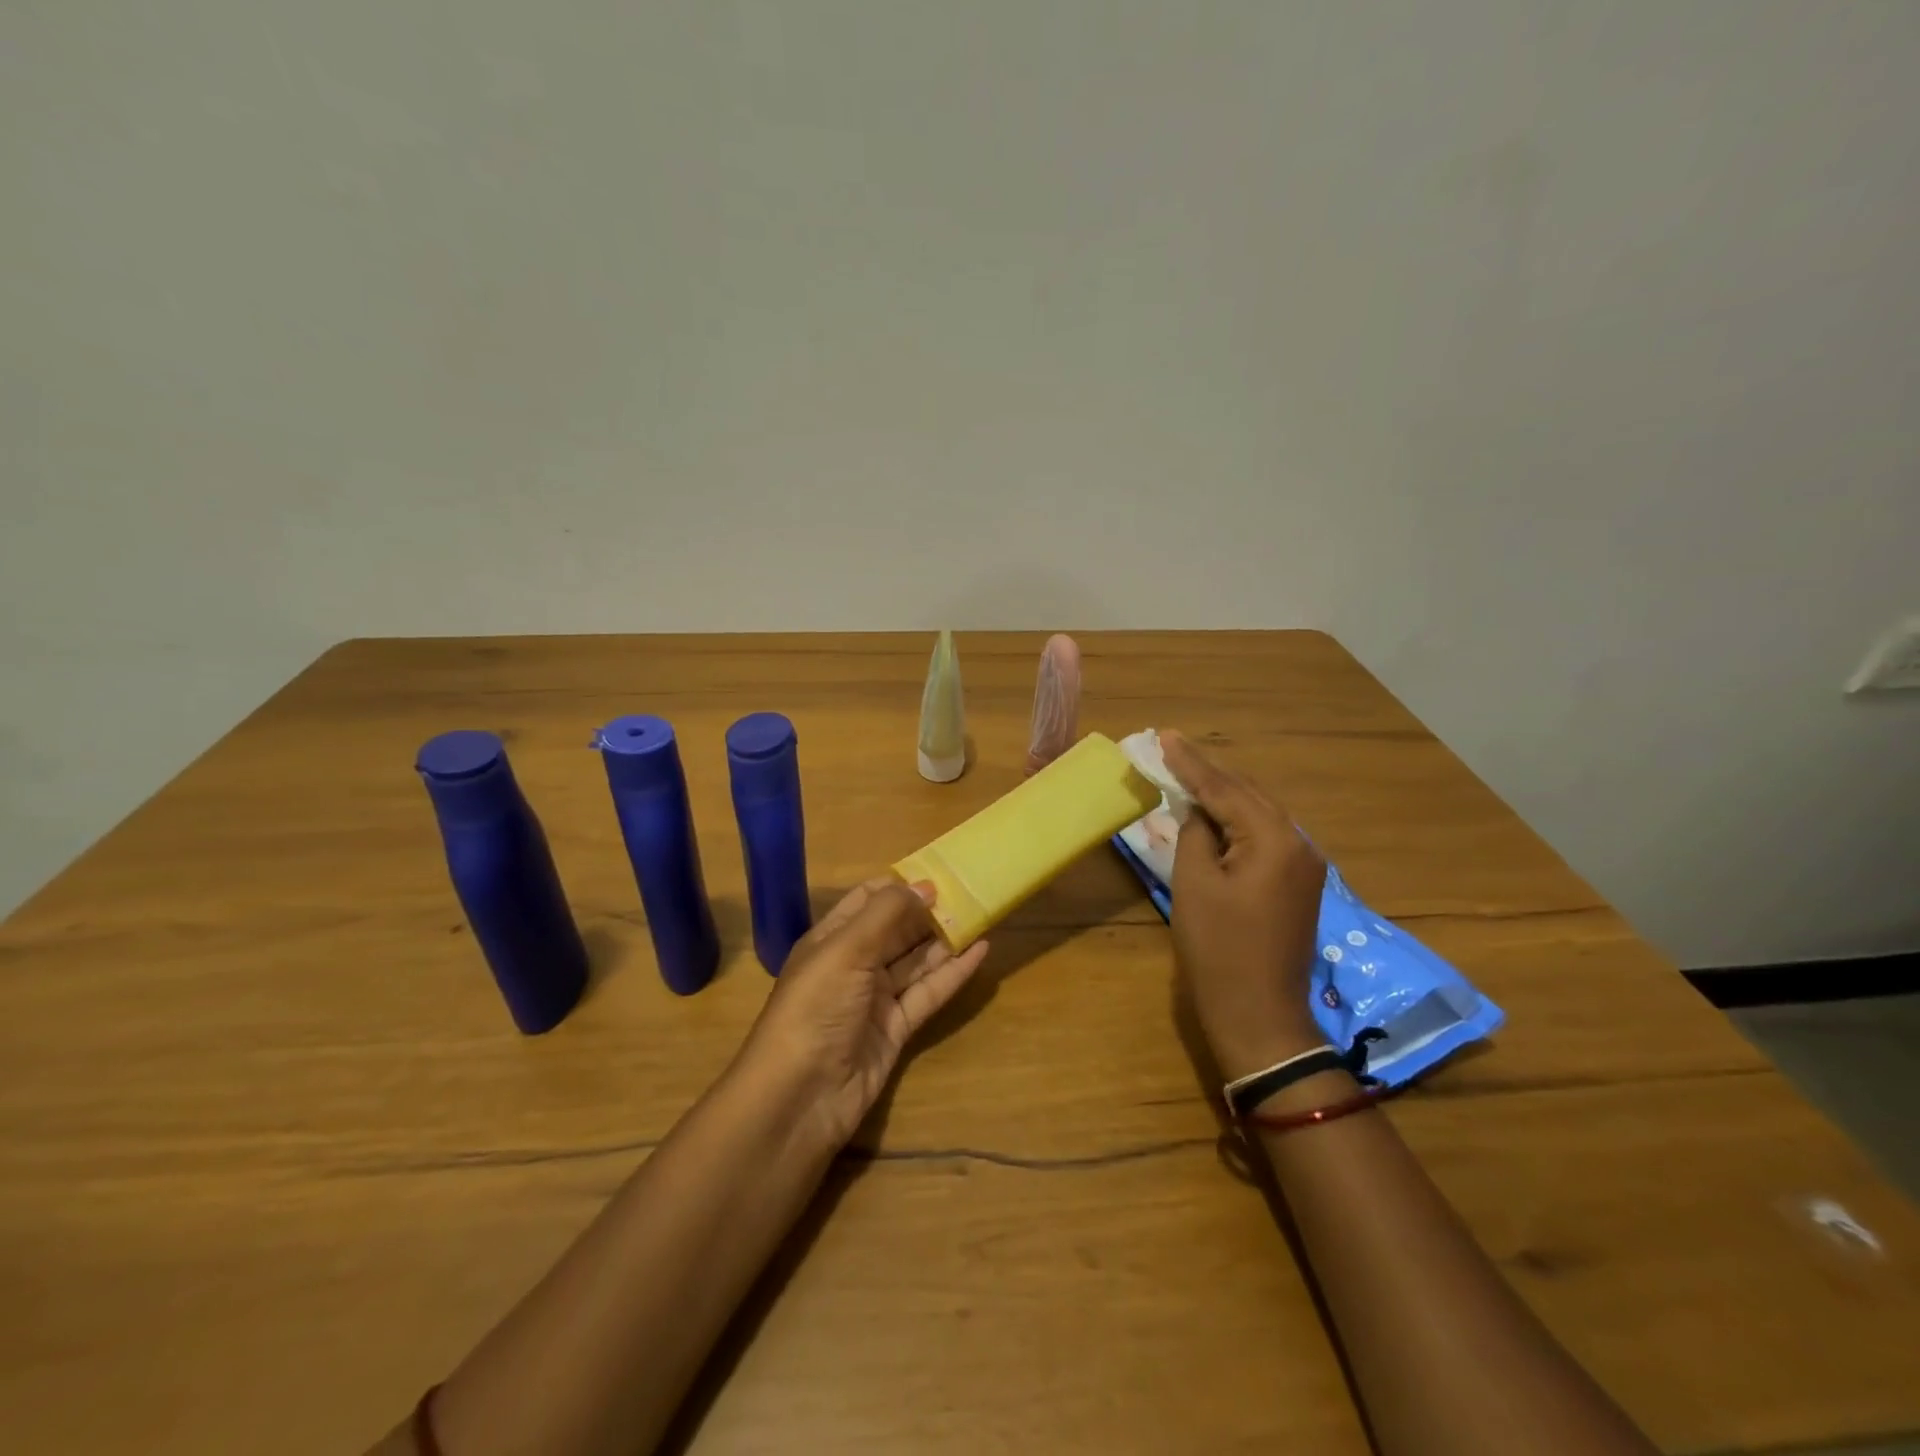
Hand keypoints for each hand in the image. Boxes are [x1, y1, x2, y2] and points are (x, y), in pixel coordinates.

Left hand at [741, 877, 989, 1146]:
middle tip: (970, 891)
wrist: (800, 1097)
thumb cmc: (816, 1008)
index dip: (900, 885)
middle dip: (928, 911)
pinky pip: (928, 993)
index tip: (939, 871)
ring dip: (945, 940)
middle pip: (895, 930)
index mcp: (831, 939)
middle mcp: (852, 964)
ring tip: (981, 915)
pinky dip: (953, 973)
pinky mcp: (896, 1029)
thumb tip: (926, 886)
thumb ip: (887, 913)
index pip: (867, 900)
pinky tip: (980, 953)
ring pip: (915, 961)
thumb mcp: (847, 950)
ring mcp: (875, 999)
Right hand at [1161, 733, 1326, 1081]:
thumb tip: (1196, 808)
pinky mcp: (1298, 884)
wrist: (1260, 1015)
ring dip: (1223, 795)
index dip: (1190, 763)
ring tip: (1188, 773)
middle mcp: (1297, 843)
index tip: (1164, 735)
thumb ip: (1194, 833)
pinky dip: (1236, 821)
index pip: (1224, 789)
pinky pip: (1264, 836)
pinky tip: (1214, 813)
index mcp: (1273, 839)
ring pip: (1257, 814)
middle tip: (1171, 748)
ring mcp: (1303, 865)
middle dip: (1208, 773)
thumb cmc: (1219, 949)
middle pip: (1247, 794)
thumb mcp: (1194, 883)